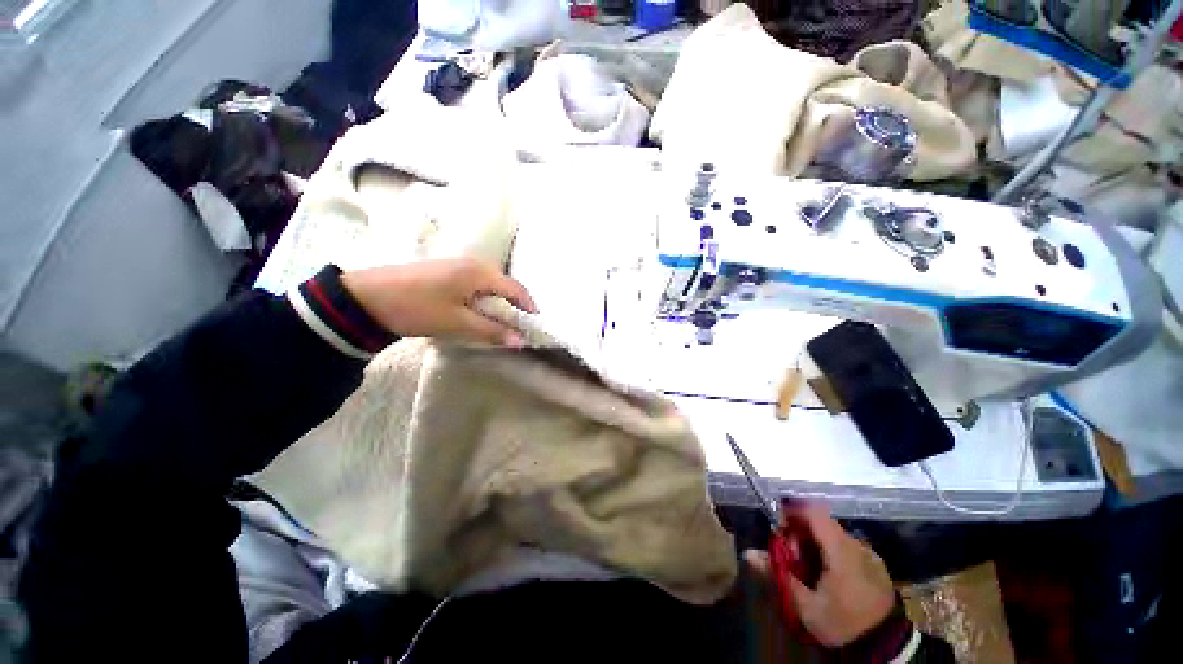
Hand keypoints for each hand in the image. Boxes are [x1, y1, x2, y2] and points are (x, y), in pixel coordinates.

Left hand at [341, 258, 537, 346]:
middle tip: (517, 325)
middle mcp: (472, 263)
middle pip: (504, 284)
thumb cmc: (417, 308)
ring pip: (489, 284)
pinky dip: (483, 298)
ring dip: (498, 302)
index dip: (528, 306)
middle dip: (514, 305)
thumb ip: (492, 330)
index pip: (515, 288)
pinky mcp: (445, 271)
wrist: (365, 297)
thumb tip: (520, 340)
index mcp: (479, 272)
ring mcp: (457, 265)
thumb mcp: (457, 322)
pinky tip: (476, 311)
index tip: (535, 324)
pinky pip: (475, 284)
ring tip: (499, 321)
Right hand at [745, 504, 894, 646]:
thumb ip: (778, 576)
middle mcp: (857, 545)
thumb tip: (748, 553)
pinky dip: (832, 552)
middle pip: (822, 523)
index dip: (793, 512)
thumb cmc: (843, 623)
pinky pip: (847, 547)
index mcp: (840, 550)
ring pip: (834, 535)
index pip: (814, 513)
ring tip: (808, 569)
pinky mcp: (876, 565)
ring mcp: (869, 554)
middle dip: (801, 533)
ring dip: (816, 543)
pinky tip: (828, 575)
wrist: (888, 646)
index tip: (779, 527)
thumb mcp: (805, 606)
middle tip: (791, 556)